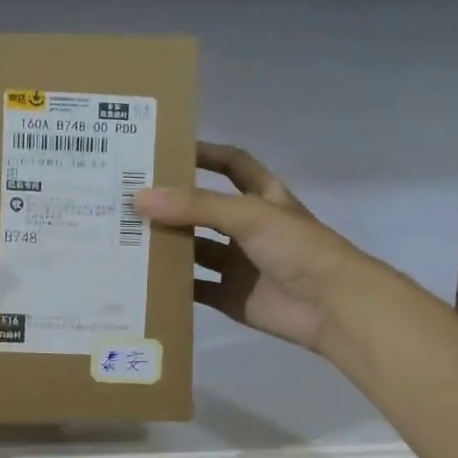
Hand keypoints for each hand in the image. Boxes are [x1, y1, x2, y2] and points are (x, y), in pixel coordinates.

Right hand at [134, 143, 379, 354]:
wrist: (332, 307)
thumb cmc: (297, 248)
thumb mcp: (249, 215)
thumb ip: (196, 206)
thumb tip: (140, 198)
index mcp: (263, 198)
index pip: (232, 165)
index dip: (205, 155)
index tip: (166, 150)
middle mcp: (249, 228)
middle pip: (205, 210)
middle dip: (173, 204)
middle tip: (128, 198)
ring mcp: (240, 265)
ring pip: (196, 250)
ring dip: (168, 245)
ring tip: (125, 237)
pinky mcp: (232, 297)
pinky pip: (197, 289)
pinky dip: (175, 286)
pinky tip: (143, 279)